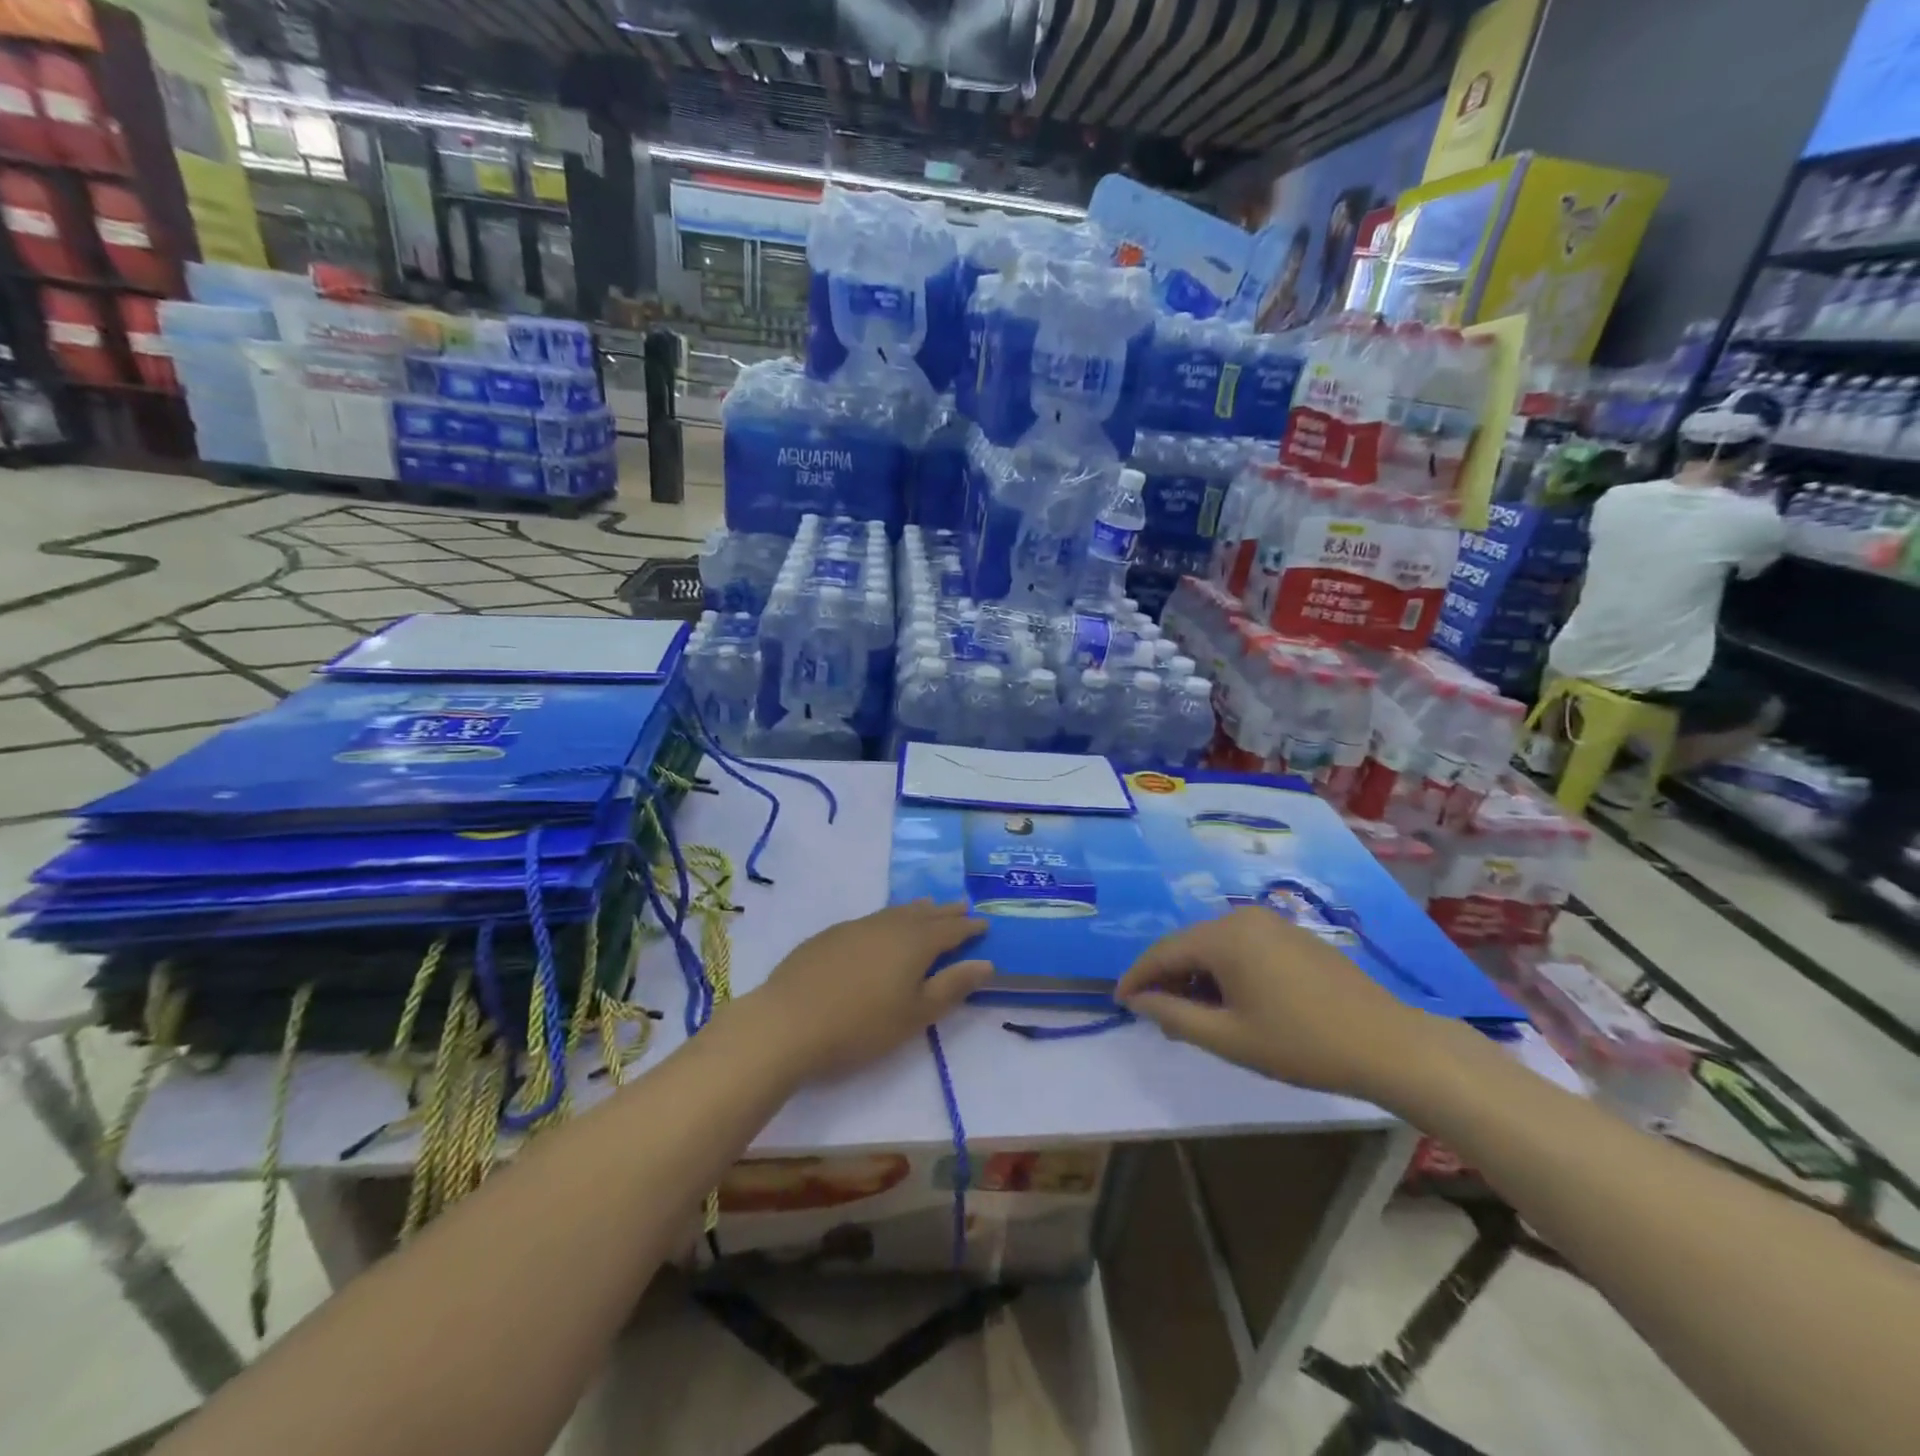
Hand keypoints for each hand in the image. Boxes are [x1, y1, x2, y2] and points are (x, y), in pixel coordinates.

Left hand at [745, 900, 991, 1080]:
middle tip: (962, 906)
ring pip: (895, 912)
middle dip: (945, 912)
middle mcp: (888, 925)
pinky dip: (887, 919)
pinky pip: (871, 919)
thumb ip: (951, 987)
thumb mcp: (915, 1014)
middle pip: (924, 914)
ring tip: (928, 907)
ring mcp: (855, 927)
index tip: (984, 923)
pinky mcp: (829, 936)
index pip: (950, 930)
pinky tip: (881, 928)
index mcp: (914, 943)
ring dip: (916, 910)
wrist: (788, 1022)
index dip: (969, 927)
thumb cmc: (861, 1026)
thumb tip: (985, 963)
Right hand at [1116, 907, 1434, 1098]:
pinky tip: (1231, 1000)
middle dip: (1167, 977)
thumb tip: (1137, 1000)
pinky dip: (1225, 970)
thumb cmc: (1301, 1044)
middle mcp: (1243, 918)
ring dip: (1197, 975)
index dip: (1137, 977)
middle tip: (1155, 1013)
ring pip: (1216, 945)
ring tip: (1192, 1012)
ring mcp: (1272, 923)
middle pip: (1189, 945)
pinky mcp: (1294, 935)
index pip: (1163, 952)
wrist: (1389, 1044)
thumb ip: (1173, 1016)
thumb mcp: (1228, 1038)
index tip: (1118, 1001)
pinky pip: (1243, 946)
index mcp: (1223, 937)